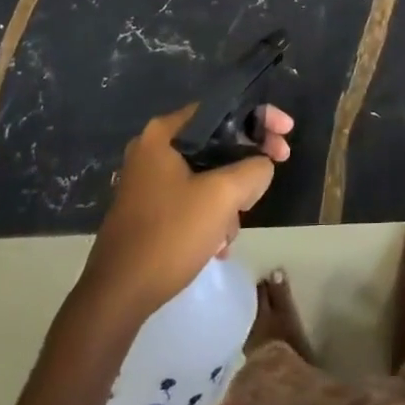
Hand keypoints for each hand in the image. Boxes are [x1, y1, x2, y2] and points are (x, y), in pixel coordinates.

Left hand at [80, 104, 292, 325]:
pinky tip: (218, 244)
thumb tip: (262, 166)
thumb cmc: (169, 235)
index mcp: (165, 134)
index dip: (261, 117)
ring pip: (208, 174)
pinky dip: (210, 214)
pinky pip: (192, 198)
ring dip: (229, 198)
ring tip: (232, 230)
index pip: (223, 108)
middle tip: (269, 177)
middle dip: (246, 165)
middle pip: (217, 141)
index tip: (287, 133)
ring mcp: (148, 180)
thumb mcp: (223, 196)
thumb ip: (254, 168)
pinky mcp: (148, 209)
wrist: (117, 296)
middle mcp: (153, 149)